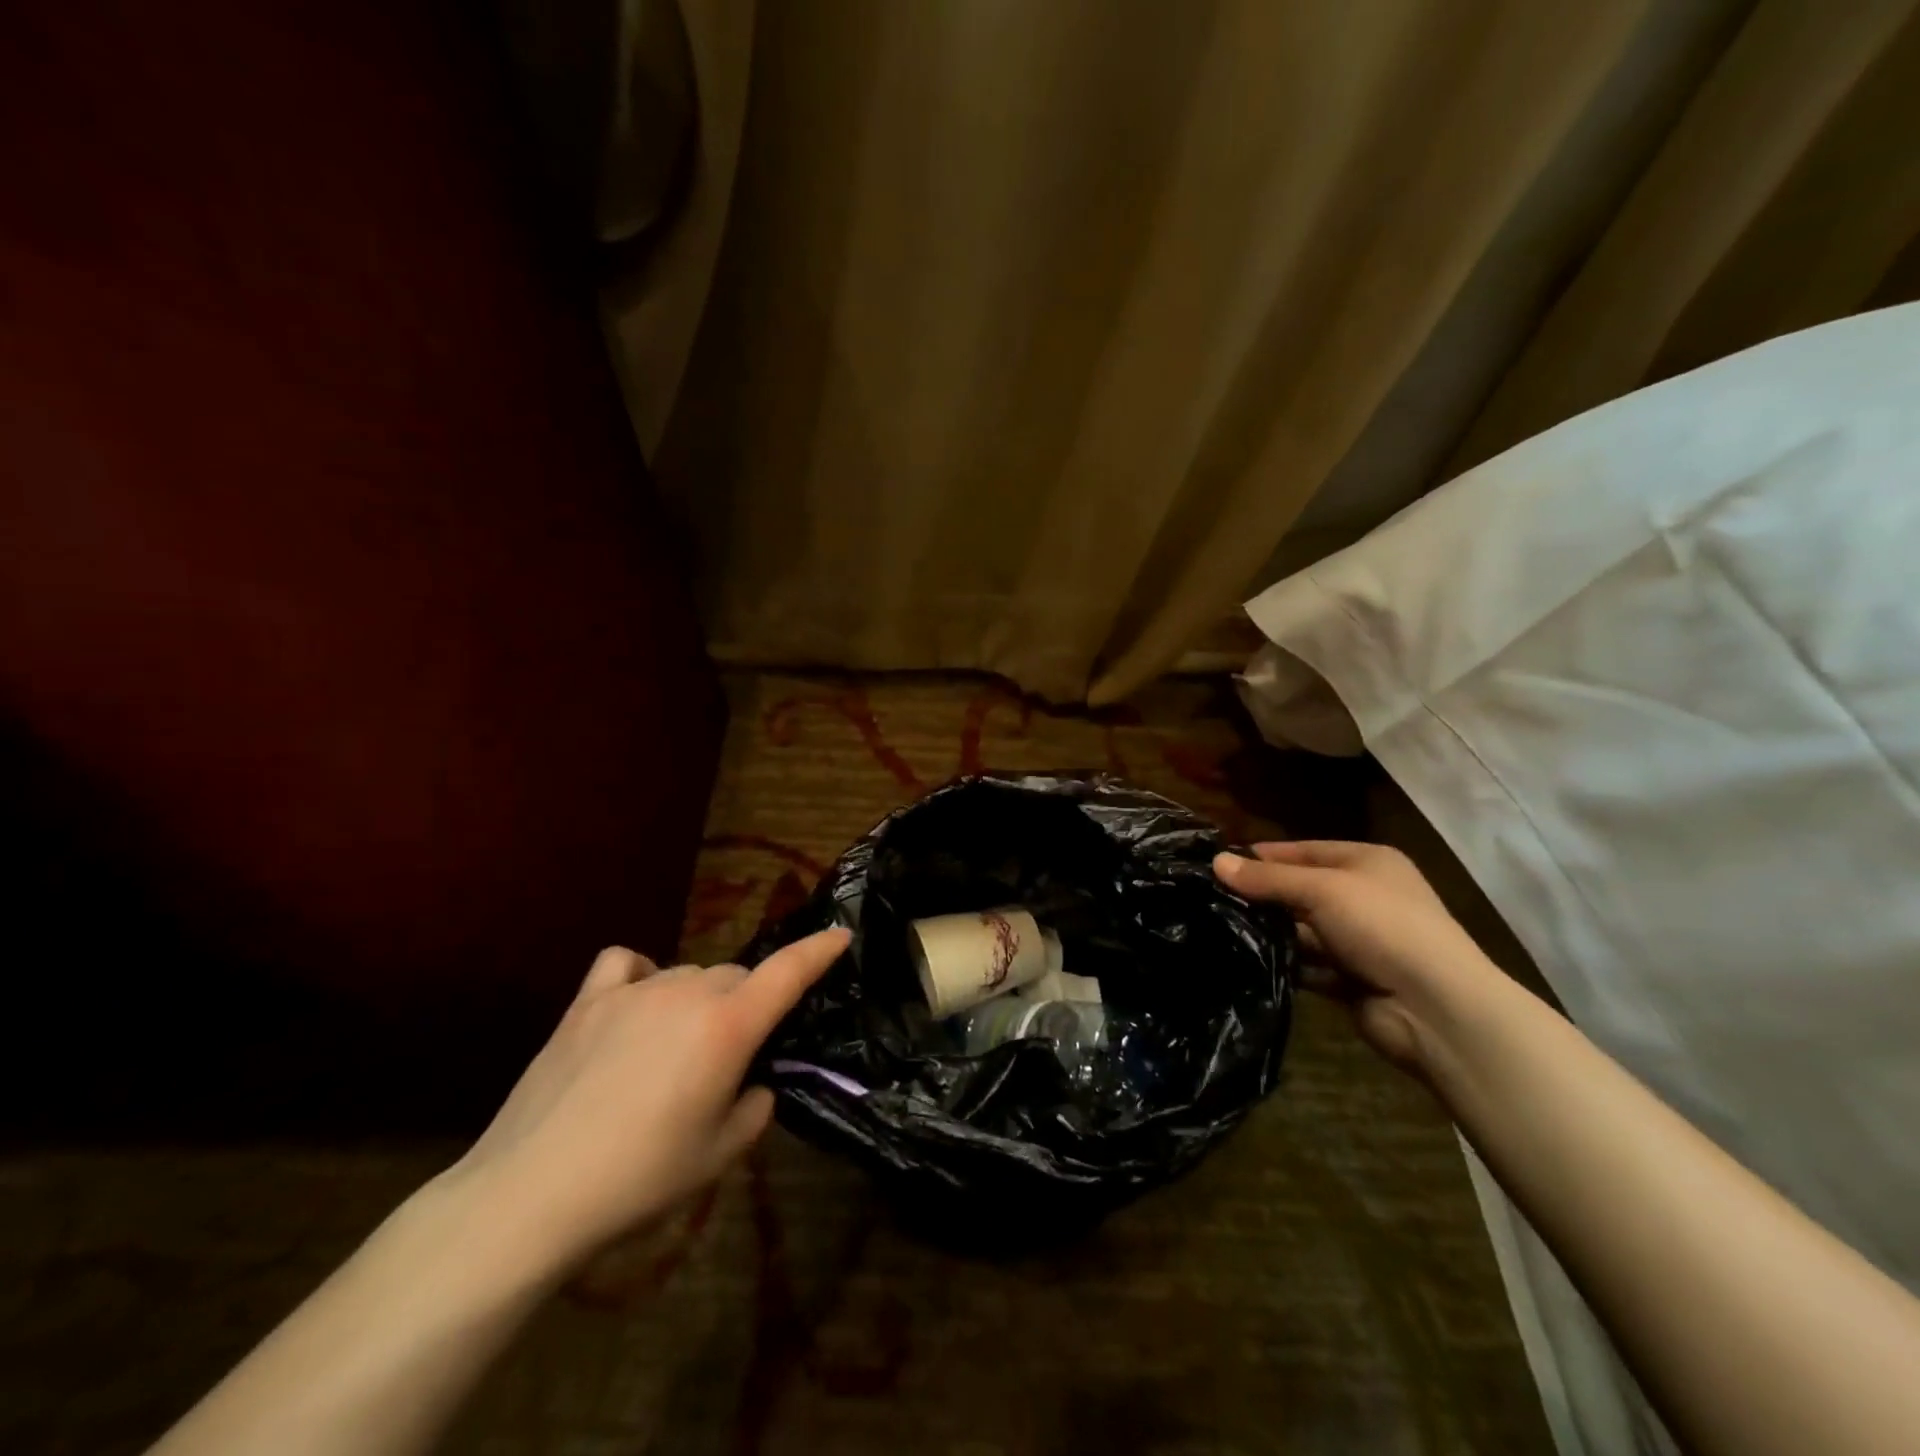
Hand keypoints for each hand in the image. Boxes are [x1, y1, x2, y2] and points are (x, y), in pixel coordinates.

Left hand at [436, 927, 849, 1279]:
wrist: (530, 1195)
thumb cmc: (640, 1179)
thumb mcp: (720, 1155)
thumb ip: (755, 1108)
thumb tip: (752, 1083)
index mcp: (727, 1026)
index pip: (787, 972)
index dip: (819, 951)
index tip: (841, 936)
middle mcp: (687, 993)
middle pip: (735, 976)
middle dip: (745, 1004)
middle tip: (730, 1054)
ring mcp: (634, 991)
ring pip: (689, 974)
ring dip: (698, 999)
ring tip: (676, 1047)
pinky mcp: (586, 1002)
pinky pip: (627, 964)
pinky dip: (641, 975)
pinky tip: (635, 1003)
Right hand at [1214, 842, 1497, 1074]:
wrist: (1436, 1008)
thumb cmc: (1382, 927)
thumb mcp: (1321, 889)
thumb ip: (1268, 878)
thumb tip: (1216, 862)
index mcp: (1367, 862)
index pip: (1302, 850)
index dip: (1262, 856)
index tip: (1217, 863)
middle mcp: (1364, 896)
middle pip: (1300, 889)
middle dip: (1261, 895)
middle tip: (1210, 898)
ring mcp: (1359, 940)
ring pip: (1301, 929)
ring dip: (1269, 932)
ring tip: (1219, 929)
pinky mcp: (1351, 978)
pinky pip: (1308, 965)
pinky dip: (1283, 964)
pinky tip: (1246, 961)